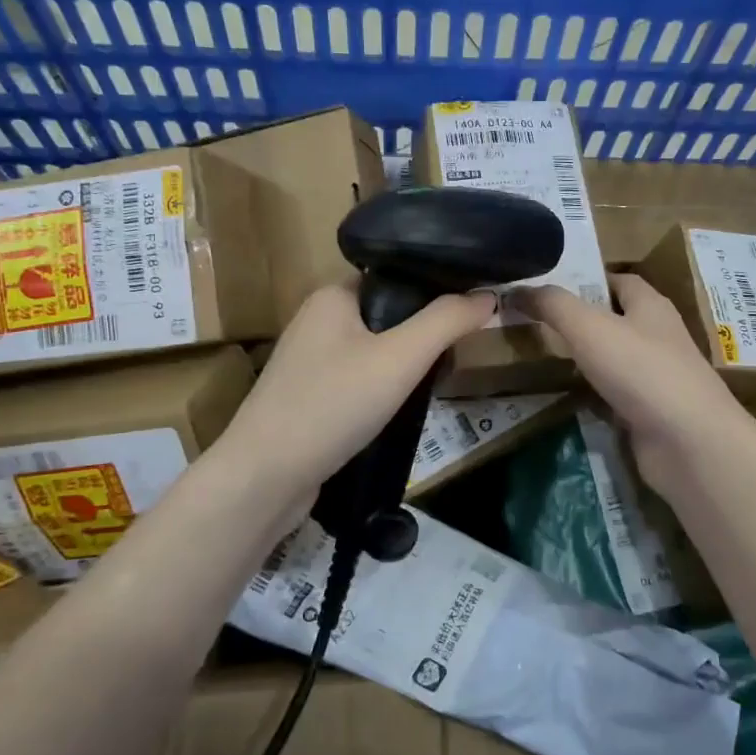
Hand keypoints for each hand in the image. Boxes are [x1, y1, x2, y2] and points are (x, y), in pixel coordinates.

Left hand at [214, 282, 496, 510]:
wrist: (265, 477)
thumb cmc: (333, 404)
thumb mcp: (400, 358)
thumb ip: (446, 322)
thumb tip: (490, 295)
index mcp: (332, 295)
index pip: (394, 277)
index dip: (434, 290)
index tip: (470, 311)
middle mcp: (317, 321)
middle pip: (387, 315)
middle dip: (422, 334)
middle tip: (456, 355)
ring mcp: (309, 362)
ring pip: (373, 351)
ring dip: (403, 366)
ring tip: (435, 382)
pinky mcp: (308, 398)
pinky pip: (357, 381)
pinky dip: (382, 390)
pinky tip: (400, 409)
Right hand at [514, 274, 752, 494]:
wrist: (688, 443)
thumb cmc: (641, 370)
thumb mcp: (589, 327)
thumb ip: (553, 305)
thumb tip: (518, 288)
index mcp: (651, 306)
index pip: (620, 281)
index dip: (588, 279)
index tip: (549, 286)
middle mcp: (658, 337)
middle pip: (615, 320)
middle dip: (579, 320)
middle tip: (534, 321)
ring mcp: (656, 378)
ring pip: (613, 360)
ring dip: (584, 359)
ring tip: (539, 356)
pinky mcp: (649, 414)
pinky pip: (613, 397)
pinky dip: (591, 396)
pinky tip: (562, 396)